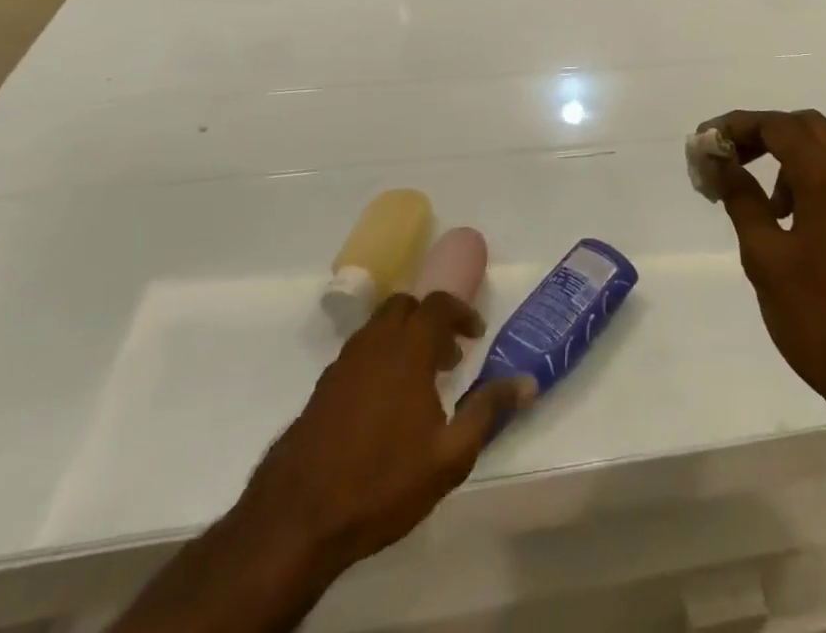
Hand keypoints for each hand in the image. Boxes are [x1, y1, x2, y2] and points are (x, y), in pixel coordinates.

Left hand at [238, 293, 535, 573]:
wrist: (296, 519)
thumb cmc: (382, 481)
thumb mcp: (450, 455)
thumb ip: (488, 410)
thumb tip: (528, 382)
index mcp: (407, 349)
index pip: (437, 305)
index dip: (460, 312)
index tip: (475, 335)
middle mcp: (374, 343)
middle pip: (404, 306)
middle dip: (430, 320)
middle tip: (448, 356)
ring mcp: (343, 364)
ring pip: (378, 328)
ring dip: (404, 339)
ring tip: (419, 382)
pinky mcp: (321, 388)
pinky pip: (359, 353)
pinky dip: (379, 359)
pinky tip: (384, 405)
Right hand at [706, 110, 825, 420]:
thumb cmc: (821, 319)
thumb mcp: (766, 259)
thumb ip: (742, 200)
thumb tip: (721, 162)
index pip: (778, 126)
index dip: (737, 126)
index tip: (705, 142)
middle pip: (806, 126)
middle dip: (763, 133)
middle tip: (729, 158)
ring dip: (790, 154)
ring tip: (761, 200)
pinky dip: (814, 175)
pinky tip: (794, 217)